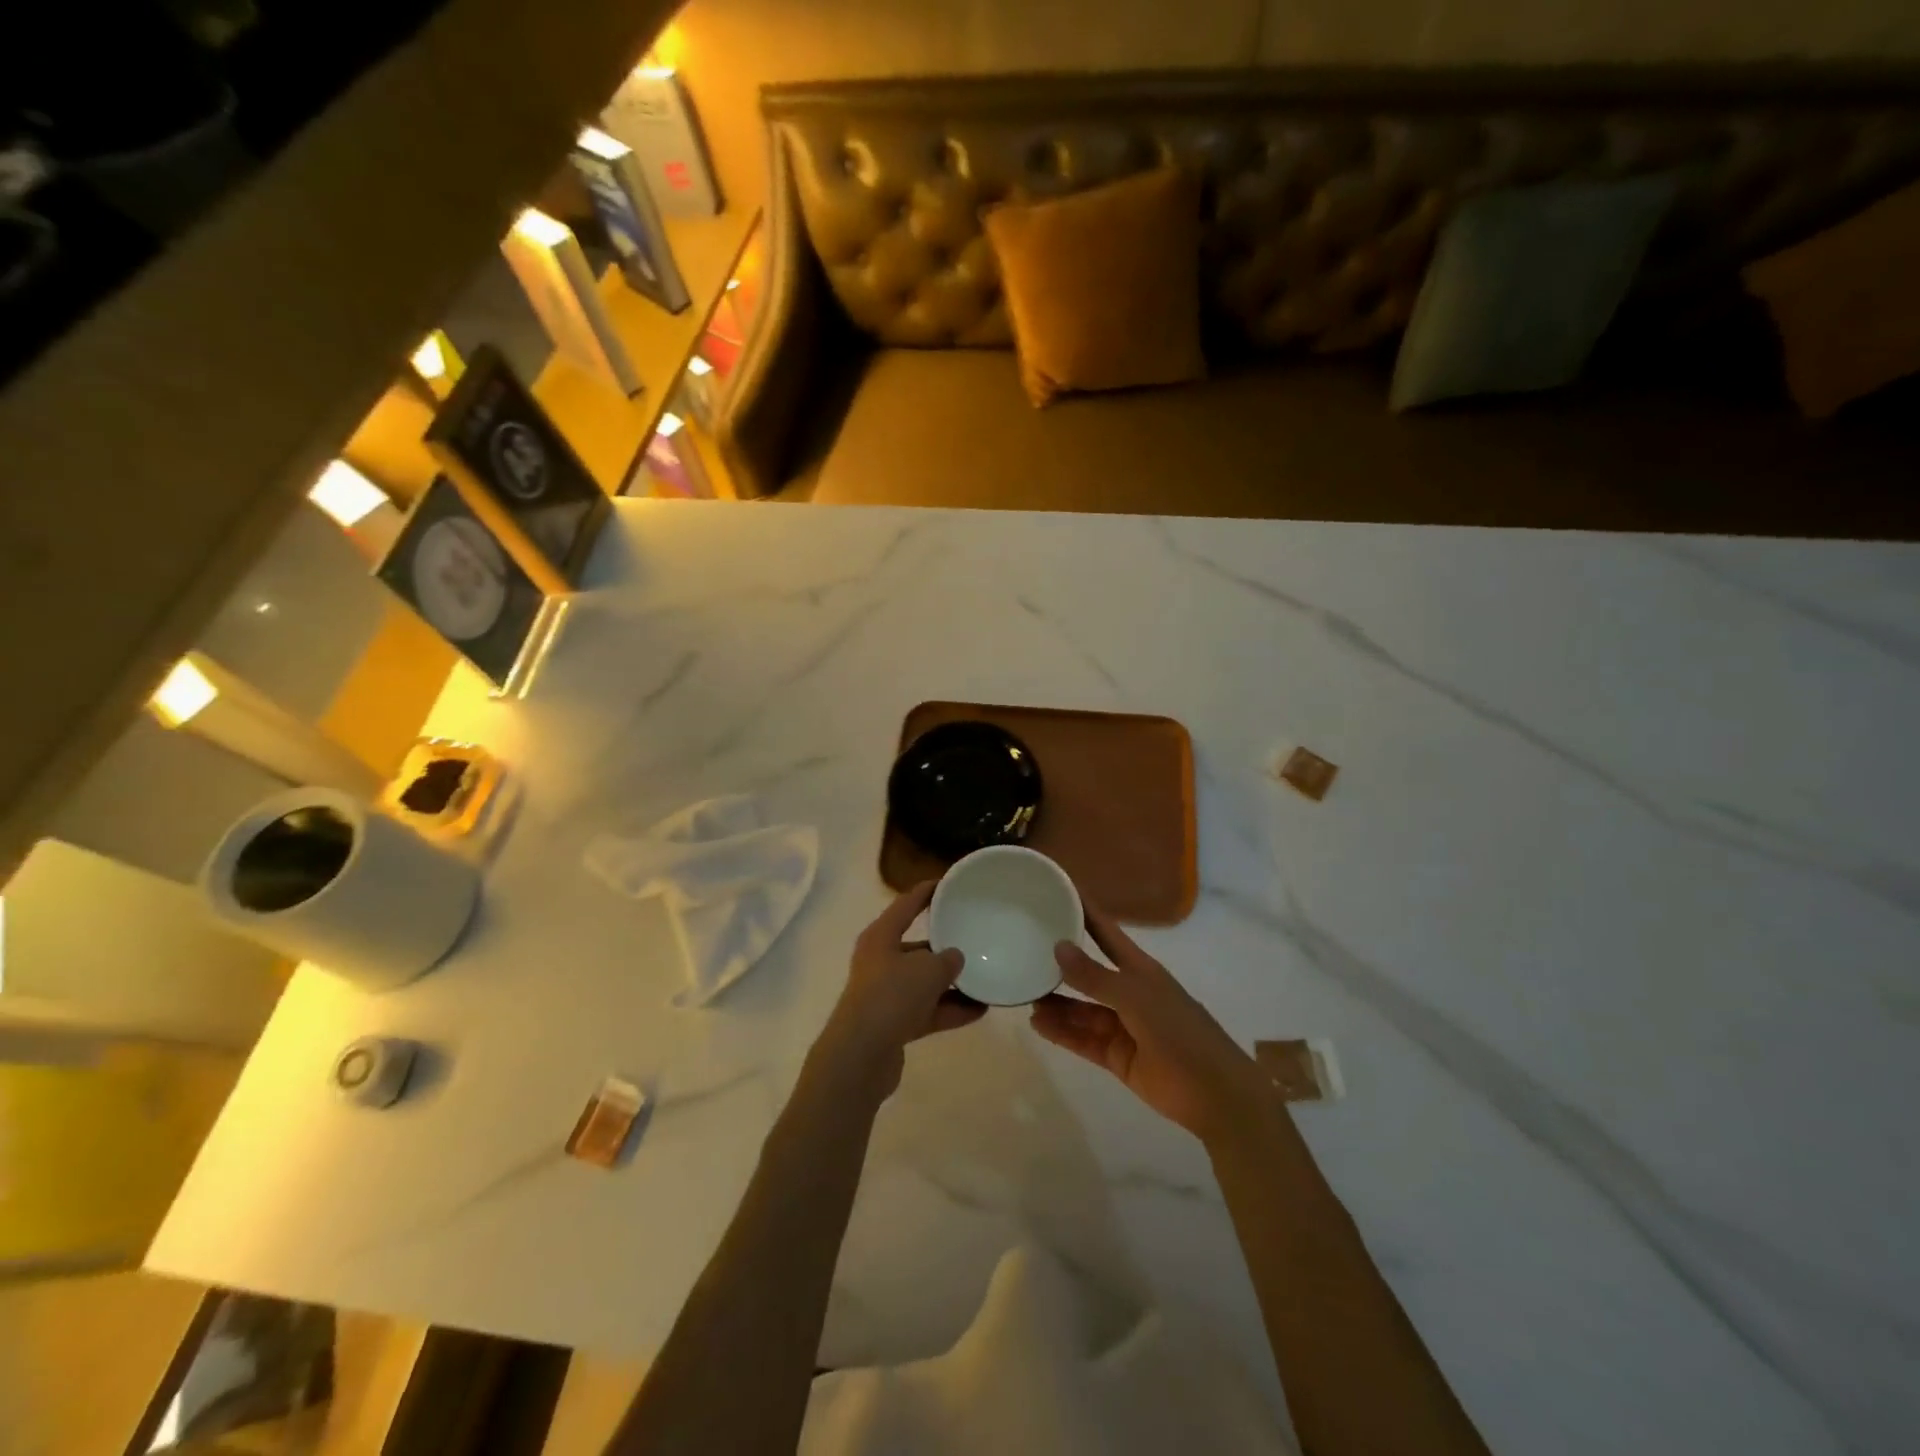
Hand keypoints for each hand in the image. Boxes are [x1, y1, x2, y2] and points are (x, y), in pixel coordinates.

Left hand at [813, 880, 984, 1100]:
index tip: (948, 883)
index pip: (906, 904)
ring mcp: (886, 994)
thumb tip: (955, 958)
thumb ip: (947, 960)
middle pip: (917, 946)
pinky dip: (950, 1009)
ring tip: (986, 978)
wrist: (860, 1056)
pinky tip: (979, 1010)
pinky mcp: (893, 1024)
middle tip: (976, 938)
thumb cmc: (890, 997)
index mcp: (881, 937)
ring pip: (924, 981)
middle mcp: (880, 961)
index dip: (926, 892)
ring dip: (953, 983)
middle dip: (945, 945)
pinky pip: (928, 1009)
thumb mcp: (927, 970)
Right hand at [1030, 902, 1273, 1142]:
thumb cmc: (1180, 1033)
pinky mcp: (1118, 1056)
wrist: (1216, 1094)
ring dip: (1057, 1003)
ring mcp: (1123, 1026)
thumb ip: (1094, 977)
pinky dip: (1062, 1033)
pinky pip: (1083, 1040)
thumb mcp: (1136, 998)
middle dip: (1061, 962)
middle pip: (1089, 972)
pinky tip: (1037, 1024)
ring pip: (1082, 1009)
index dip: (1085, 912)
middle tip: (1024, 949)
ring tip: (1025, 994)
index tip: (1058, 890)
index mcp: (1140, 970)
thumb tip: (1058, 946)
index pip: (1106, 932)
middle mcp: (1129, 993)